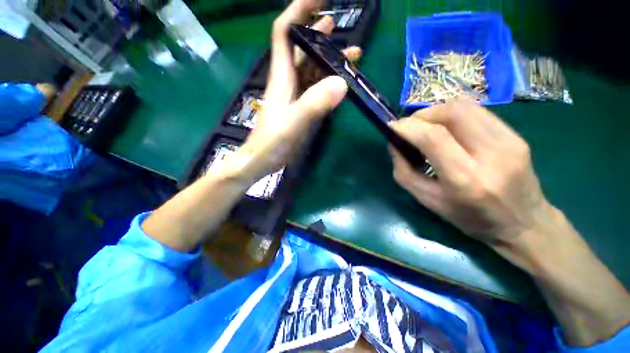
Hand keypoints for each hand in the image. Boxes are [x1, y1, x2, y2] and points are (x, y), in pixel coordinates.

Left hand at [227, 0, 360, 183]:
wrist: (262, 160)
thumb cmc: (272, 142)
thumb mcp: (294, 123)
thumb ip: (315, 104)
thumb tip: (342, 82)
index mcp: (282, 77)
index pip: (285, 33)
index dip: (298, 11)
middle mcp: (287, 82)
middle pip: (300, 49)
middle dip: (318, 32)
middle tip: (338, 24)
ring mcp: (294, 96)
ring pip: (310, 70)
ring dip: (328, 59)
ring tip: (351, 55)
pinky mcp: (299, 109)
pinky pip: (314, 89)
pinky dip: (327, 82)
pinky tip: (339, 83)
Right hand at [389, 99, 550, 245]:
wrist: (524, 223)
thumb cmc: (470, 218)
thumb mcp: (428, 201)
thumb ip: (404, 172)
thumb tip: (394, 145)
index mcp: (465, 178)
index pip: (433, 137)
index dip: (408, 127)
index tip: (392, 127)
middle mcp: (490, 154)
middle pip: (452, 112)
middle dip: (422, 115)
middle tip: (410, 127)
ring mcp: (509, 141)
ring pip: (465, 106)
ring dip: (437, 112)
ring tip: (426, 127)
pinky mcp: (516, 135)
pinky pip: (477, 112)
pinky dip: (453, 115)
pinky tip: (448, 129)